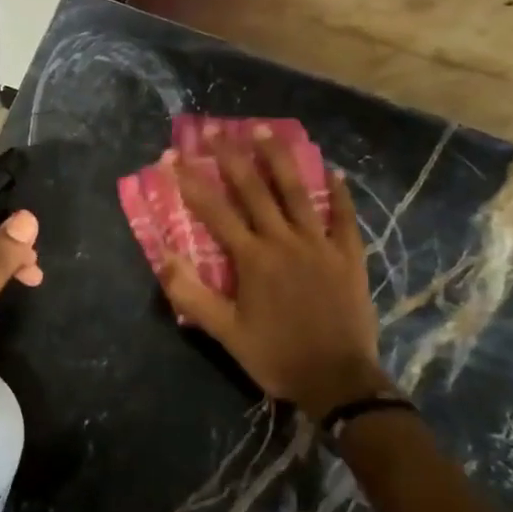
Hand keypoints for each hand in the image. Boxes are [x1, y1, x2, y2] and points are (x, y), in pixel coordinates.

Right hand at [161, 129, 387, 417]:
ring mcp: (320, 246)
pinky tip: (333, 170)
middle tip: (216, 128)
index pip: (214, 211)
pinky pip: (344, 218)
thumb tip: (163, 257)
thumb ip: (192, 294)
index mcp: (252, 259)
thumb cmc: (276, 356)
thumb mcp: (225, 333)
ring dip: (279, 158)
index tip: (172, 156)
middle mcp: (284, 241)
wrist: (339, 383)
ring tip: (264, 129)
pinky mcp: (348, 257)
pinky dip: (339, 193)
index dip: (190, 181)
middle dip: (231, 156)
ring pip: (297, 192)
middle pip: (254, 189)